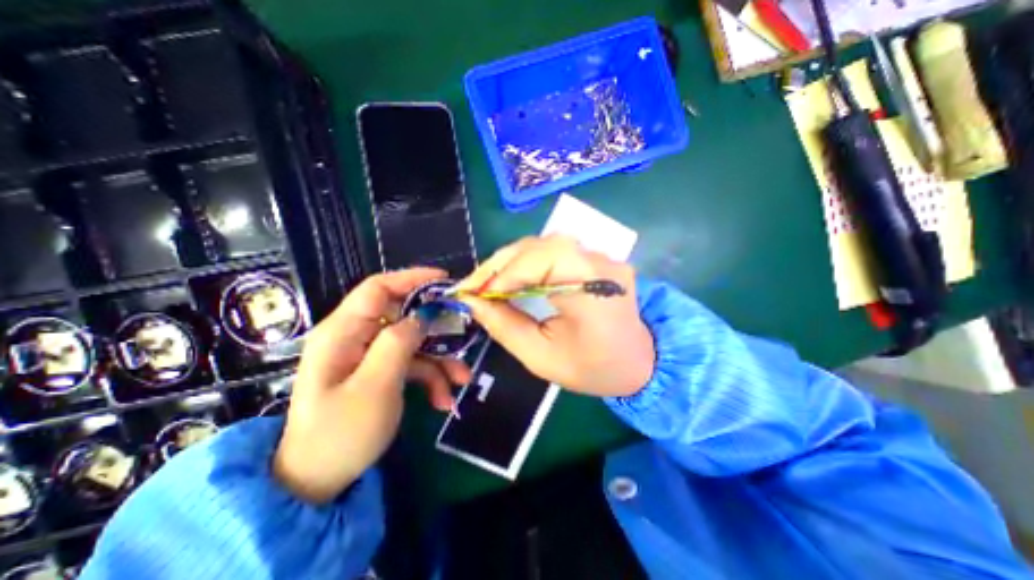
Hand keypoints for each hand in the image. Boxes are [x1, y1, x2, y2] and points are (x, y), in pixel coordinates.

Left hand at [272, 267, 472, 503]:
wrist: (317, 483)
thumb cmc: (340, 434)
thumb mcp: (375, 386)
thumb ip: (398, 343)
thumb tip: (424, 315)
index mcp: (343, 332)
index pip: (378, 288)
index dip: (412, 279)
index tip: (445, 281)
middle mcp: (355, 337)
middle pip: (404, 316)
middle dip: (437, 331)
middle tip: (463, 339)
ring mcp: (368, 355)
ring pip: (413, 343)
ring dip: (440, 361)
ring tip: (460, 382)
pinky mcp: (379, 371)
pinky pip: (411, 364)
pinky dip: (430, 378)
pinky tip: (443, 400)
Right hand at [461, 235, 652, 397]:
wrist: (640, 362)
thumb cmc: (594, 368)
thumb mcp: (542, 357)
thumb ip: (505, 326)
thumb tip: (474, 302)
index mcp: (592, 288)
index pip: (540, 261)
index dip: (502, 274)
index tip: (473, 294)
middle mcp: (599, 262)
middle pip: (539, 246)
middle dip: (500, 264)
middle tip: (474, 285)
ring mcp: (601, 256)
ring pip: (544, 244)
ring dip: (511, 261)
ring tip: (489, 282)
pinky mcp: (597, 258)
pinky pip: (555, 251)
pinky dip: (528, 262)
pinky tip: (514, 276)